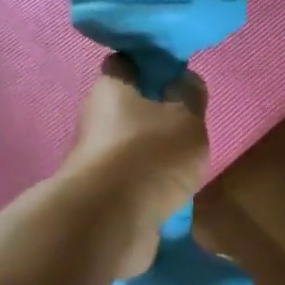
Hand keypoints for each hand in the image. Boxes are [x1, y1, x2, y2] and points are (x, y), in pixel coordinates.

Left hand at [68, 55, 209, 277]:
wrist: (111, 222)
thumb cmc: (149, 155)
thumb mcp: (186, 118)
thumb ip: (189, 96)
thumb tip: (183, 81)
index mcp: (110, 89)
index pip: (125, 63)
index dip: (149, 64)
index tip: (175, 74)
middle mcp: (95, 118)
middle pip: (127, 106)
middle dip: (154, 113)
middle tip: (186, 121)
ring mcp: (95, 159)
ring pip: (129, 145)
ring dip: (153, 152)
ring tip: (185, 162)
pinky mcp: (101, 193)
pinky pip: (130, 179)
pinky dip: (148, 183)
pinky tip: (172, 192)